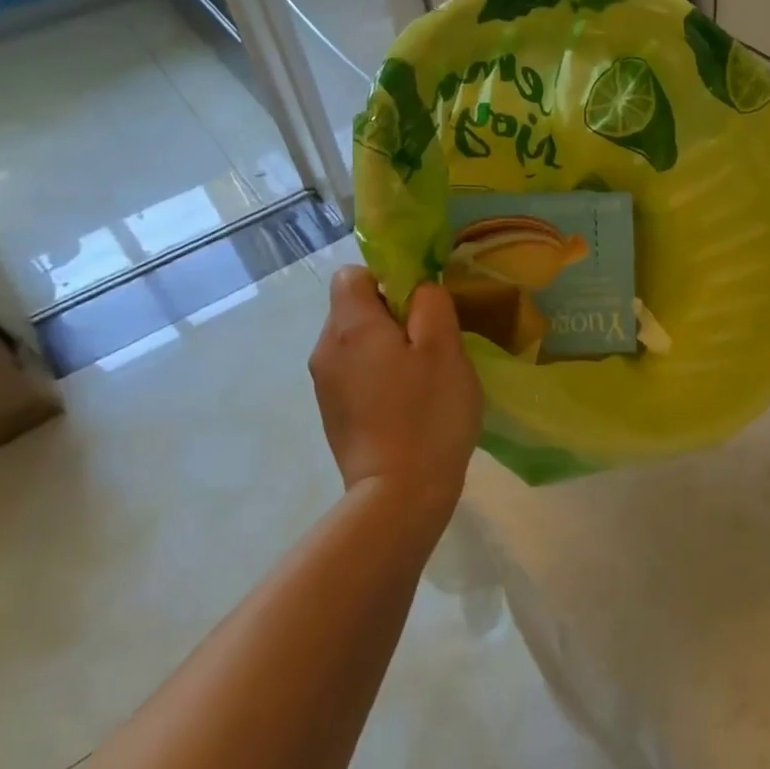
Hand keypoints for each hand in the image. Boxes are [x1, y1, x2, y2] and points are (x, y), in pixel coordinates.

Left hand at [310, 267, 482, 520]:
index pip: (352, 274)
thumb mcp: (445, 348)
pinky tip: (407, 403)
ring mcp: (324, 385)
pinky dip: (379, 376)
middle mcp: (326, 349)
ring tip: (423, 377)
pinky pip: (355, 374)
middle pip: (353, 308)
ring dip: (387, 348)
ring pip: (356, 343)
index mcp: (350, 326)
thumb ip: (431, 303)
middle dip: (392, 316)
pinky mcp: (332, 414)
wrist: (398, 494)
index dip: (388, 279)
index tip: (421, 305)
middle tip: (432, 343)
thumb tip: (418, 288)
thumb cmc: (428, 414)